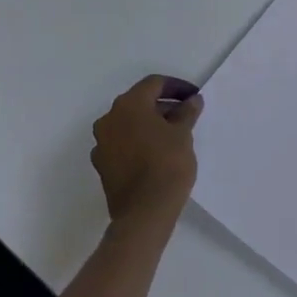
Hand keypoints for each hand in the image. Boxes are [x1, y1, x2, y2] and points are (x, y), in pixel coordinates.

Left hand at [91, 76, 200, 228]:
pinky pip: (122, 143)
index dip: (177, 87)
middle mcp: (109, 119)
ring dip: (150, 124)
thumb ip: (187, 112)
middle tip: (186, 115)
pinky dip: (139, 141)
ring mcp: (102, 143)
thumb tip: (192, 100)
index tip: (194, 97)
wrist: (144, 213)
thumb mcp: (183, 134)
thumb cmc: (167, 164)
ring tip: (174, 135)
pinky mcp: (102, 165)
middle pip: (139, 102)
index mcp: (129, 104)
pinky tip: (156, 153)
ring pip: (129, 123)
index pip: (154, 84)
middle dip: (163, 105)